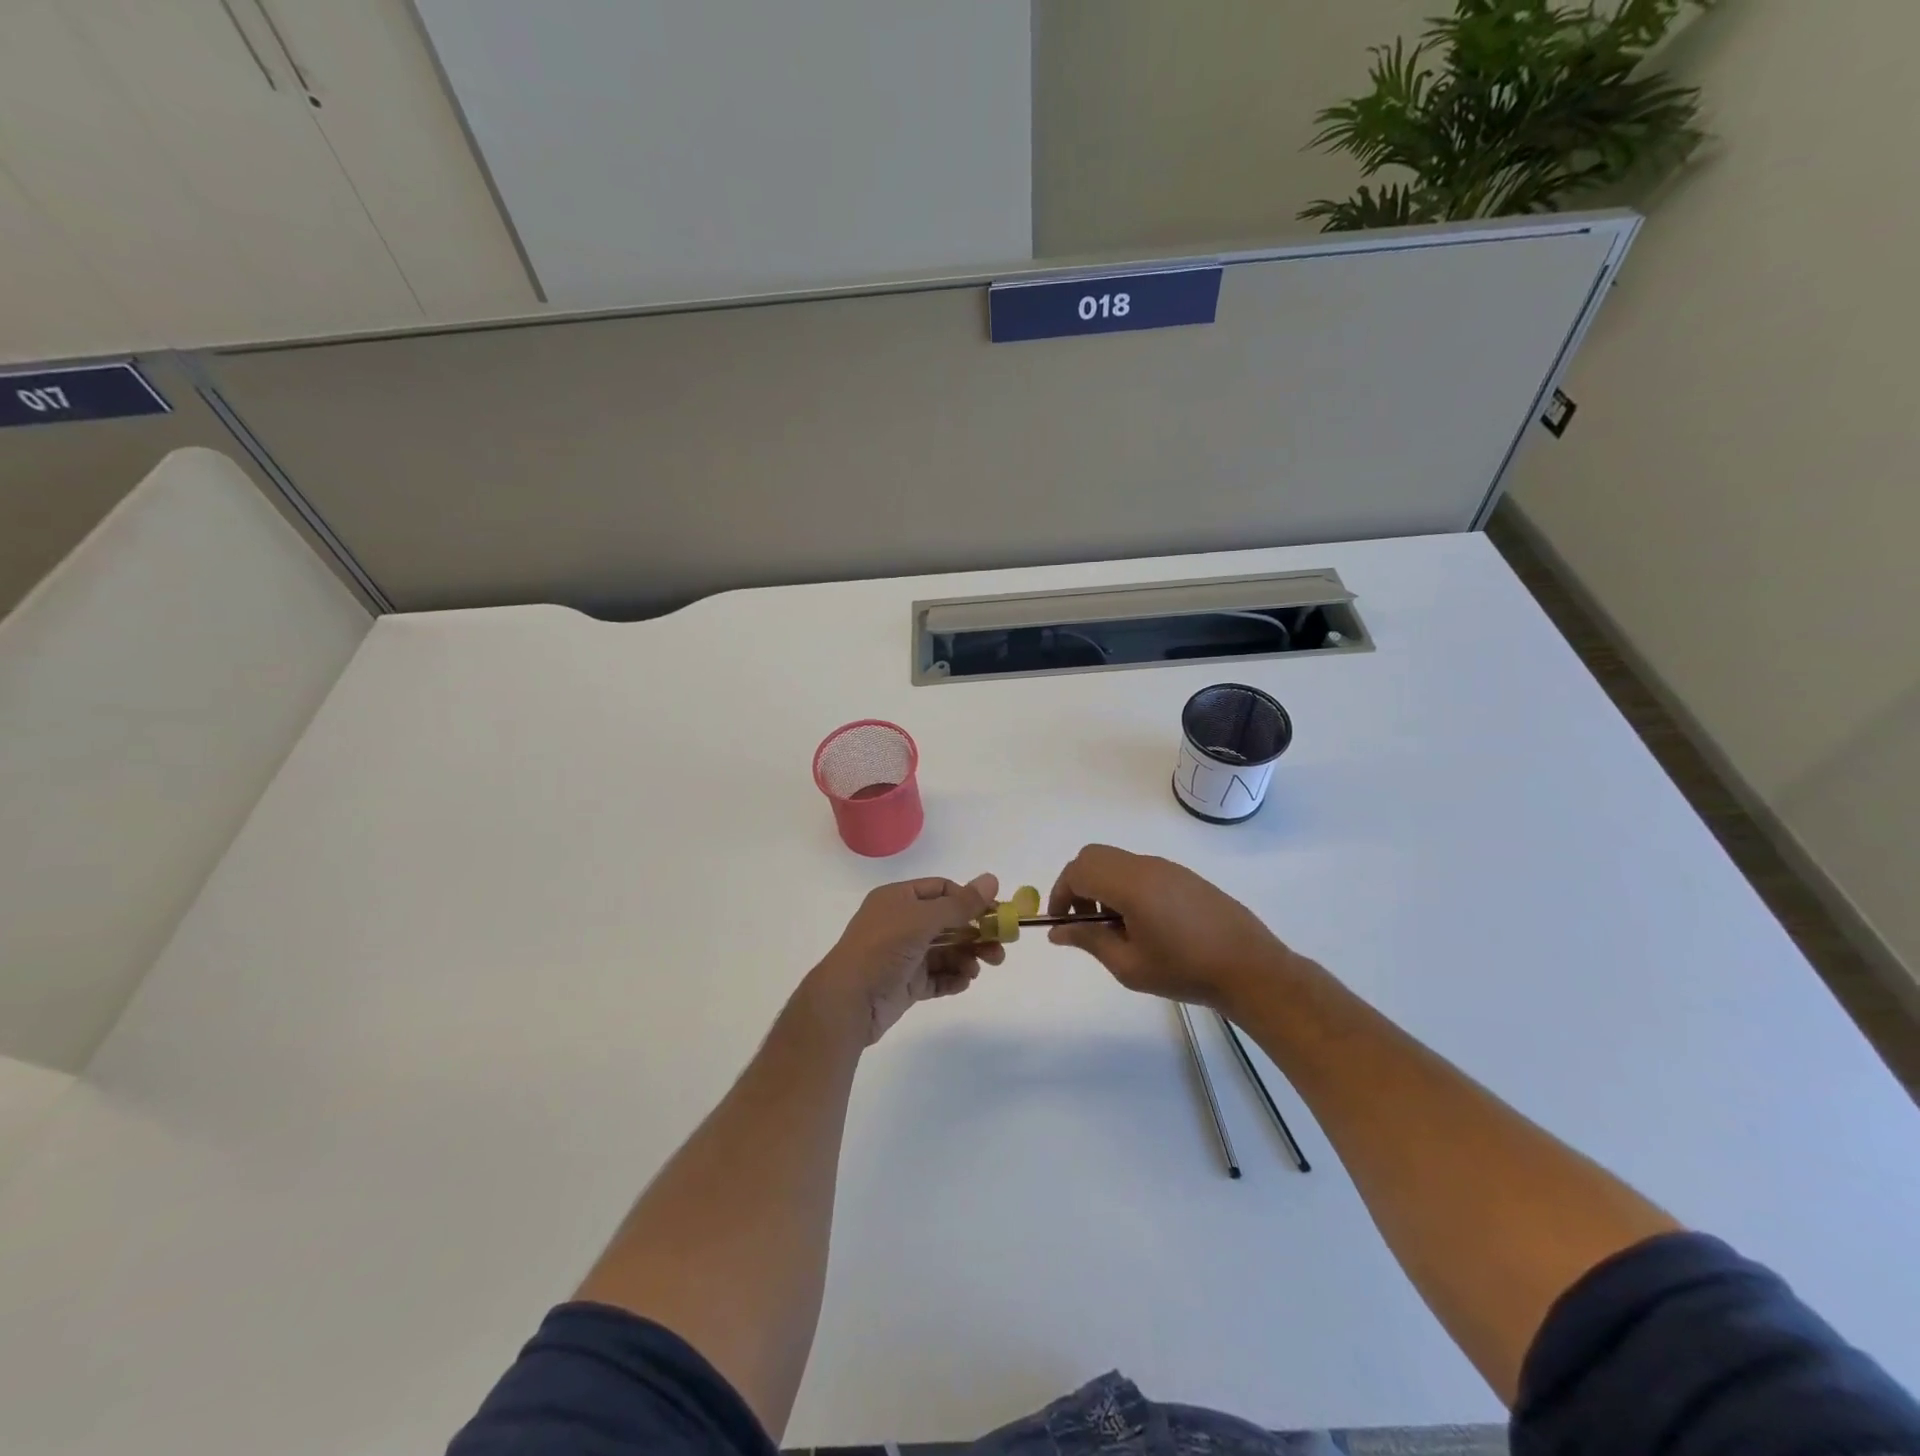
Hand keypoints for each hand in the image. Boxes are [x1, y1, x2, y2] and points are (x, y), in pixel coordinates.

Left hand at [805, 875, 1003, 1045]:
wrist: (848, 1001)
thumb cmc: (883, 949)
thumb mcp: (922, 920)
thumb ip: (960, 904)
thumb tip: (992, 879)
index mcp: (898, 899)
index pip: (941, 890)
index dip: (969, 900)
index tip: (995, 913)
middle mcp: (900, 923)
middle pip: (948, 922)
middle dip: (975, 933)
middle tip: (1000, 948)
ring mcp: (903, 955)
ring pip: (945, 951)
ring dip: (966, 957)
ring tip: (979, 969)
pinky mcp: (905, 984)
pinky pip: (936, 977)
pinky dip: (952, 978)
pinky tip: (964, 982)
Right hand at [1046, 845, 1296, 1011]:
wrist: (1250, 968)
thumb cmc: (1184, 970)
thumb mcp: (1129, 965)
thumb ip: (1089, 941)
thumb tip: (1057, 931)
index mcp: (1130, 884)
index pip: (1077, 871)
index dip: (1060, 894)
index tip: (1061, 923)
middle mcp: (1145, 866)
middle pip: (1093, 856)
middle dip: (1077, 884)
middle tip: (1083, 921)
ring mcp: (1167, 867)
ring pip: (1116, 861)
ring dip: (1101, 884)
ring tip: (1114, 926)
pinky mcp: (1183, 876)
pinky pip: (1139, 868)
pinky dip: (1123, 885)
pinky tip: (1142, 922)